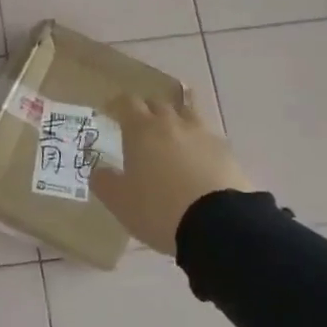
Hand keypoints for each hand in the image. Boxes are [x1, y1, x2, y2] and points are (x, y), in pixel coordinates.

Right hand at [91, 96, 249, 256]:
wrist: (217, 224)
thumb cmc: (158, 208)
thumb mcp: (119, 201)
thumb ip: (104, 181)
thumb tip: (99, 169)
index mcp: (141, 130)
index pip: (127, 103)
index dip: (116, 104)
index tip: (109, 112)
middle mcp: (172, 124)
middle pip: (157, 103)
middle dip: (146, 110)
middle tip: (138, 127)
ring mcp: (203, 135)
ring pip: (187, 114)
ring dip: (176, 120)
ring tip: (171, 135)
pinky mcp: (227, 152)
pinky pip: (207, 137)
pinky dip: (198, 141)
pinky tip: (197, 157)